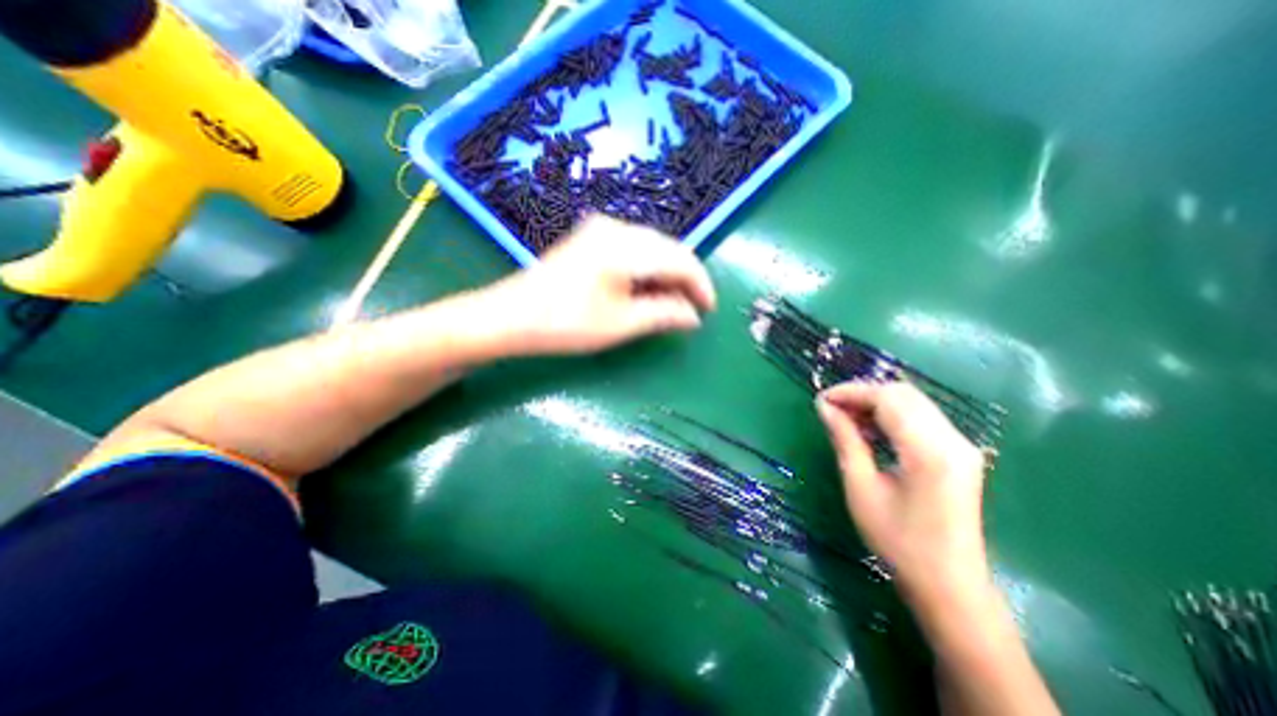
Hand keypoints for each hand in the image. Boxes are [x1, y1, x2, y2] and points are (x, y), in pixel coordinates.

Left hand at [485, 214, 715, 355]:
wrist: (511, 315)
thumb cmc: (566, 323)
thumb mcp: (622, 324)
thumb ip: (664, 314)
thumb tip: (693, 316)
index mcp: (626, 246)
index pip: (681, 259)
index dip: (700, 286)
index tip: (707, 311)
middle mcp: (617, 227)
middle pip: (668, 249)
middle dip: (684, 280)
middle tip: (689, 311)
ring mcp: (601, 229)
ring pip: (652, 248)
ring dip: (666, 275)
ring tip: (669, 305)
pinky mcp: (591, 238)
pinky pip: (633, 249)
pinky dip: (646, 270)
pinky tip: (645, 290)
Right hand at [816, 384, 997, 606]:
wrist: (949, 585)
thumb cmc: (898, 541)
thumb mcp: (861, 488)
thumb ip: (845, 440)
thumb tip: (824, 407)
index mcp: (929, 451)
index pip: (888, 399)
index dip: (851, 392)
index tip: (821, 400)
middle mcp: (952, 440)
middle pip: (903, 394)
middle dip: (862, 394)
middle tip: (831, 409)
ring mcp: (961, 445)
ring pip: (913, 402)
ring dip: (876, 402)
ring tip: (845, 418)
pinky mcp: (959, 453)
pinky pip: (921, 417)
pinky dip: (891, 415)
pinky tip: (871, 430)